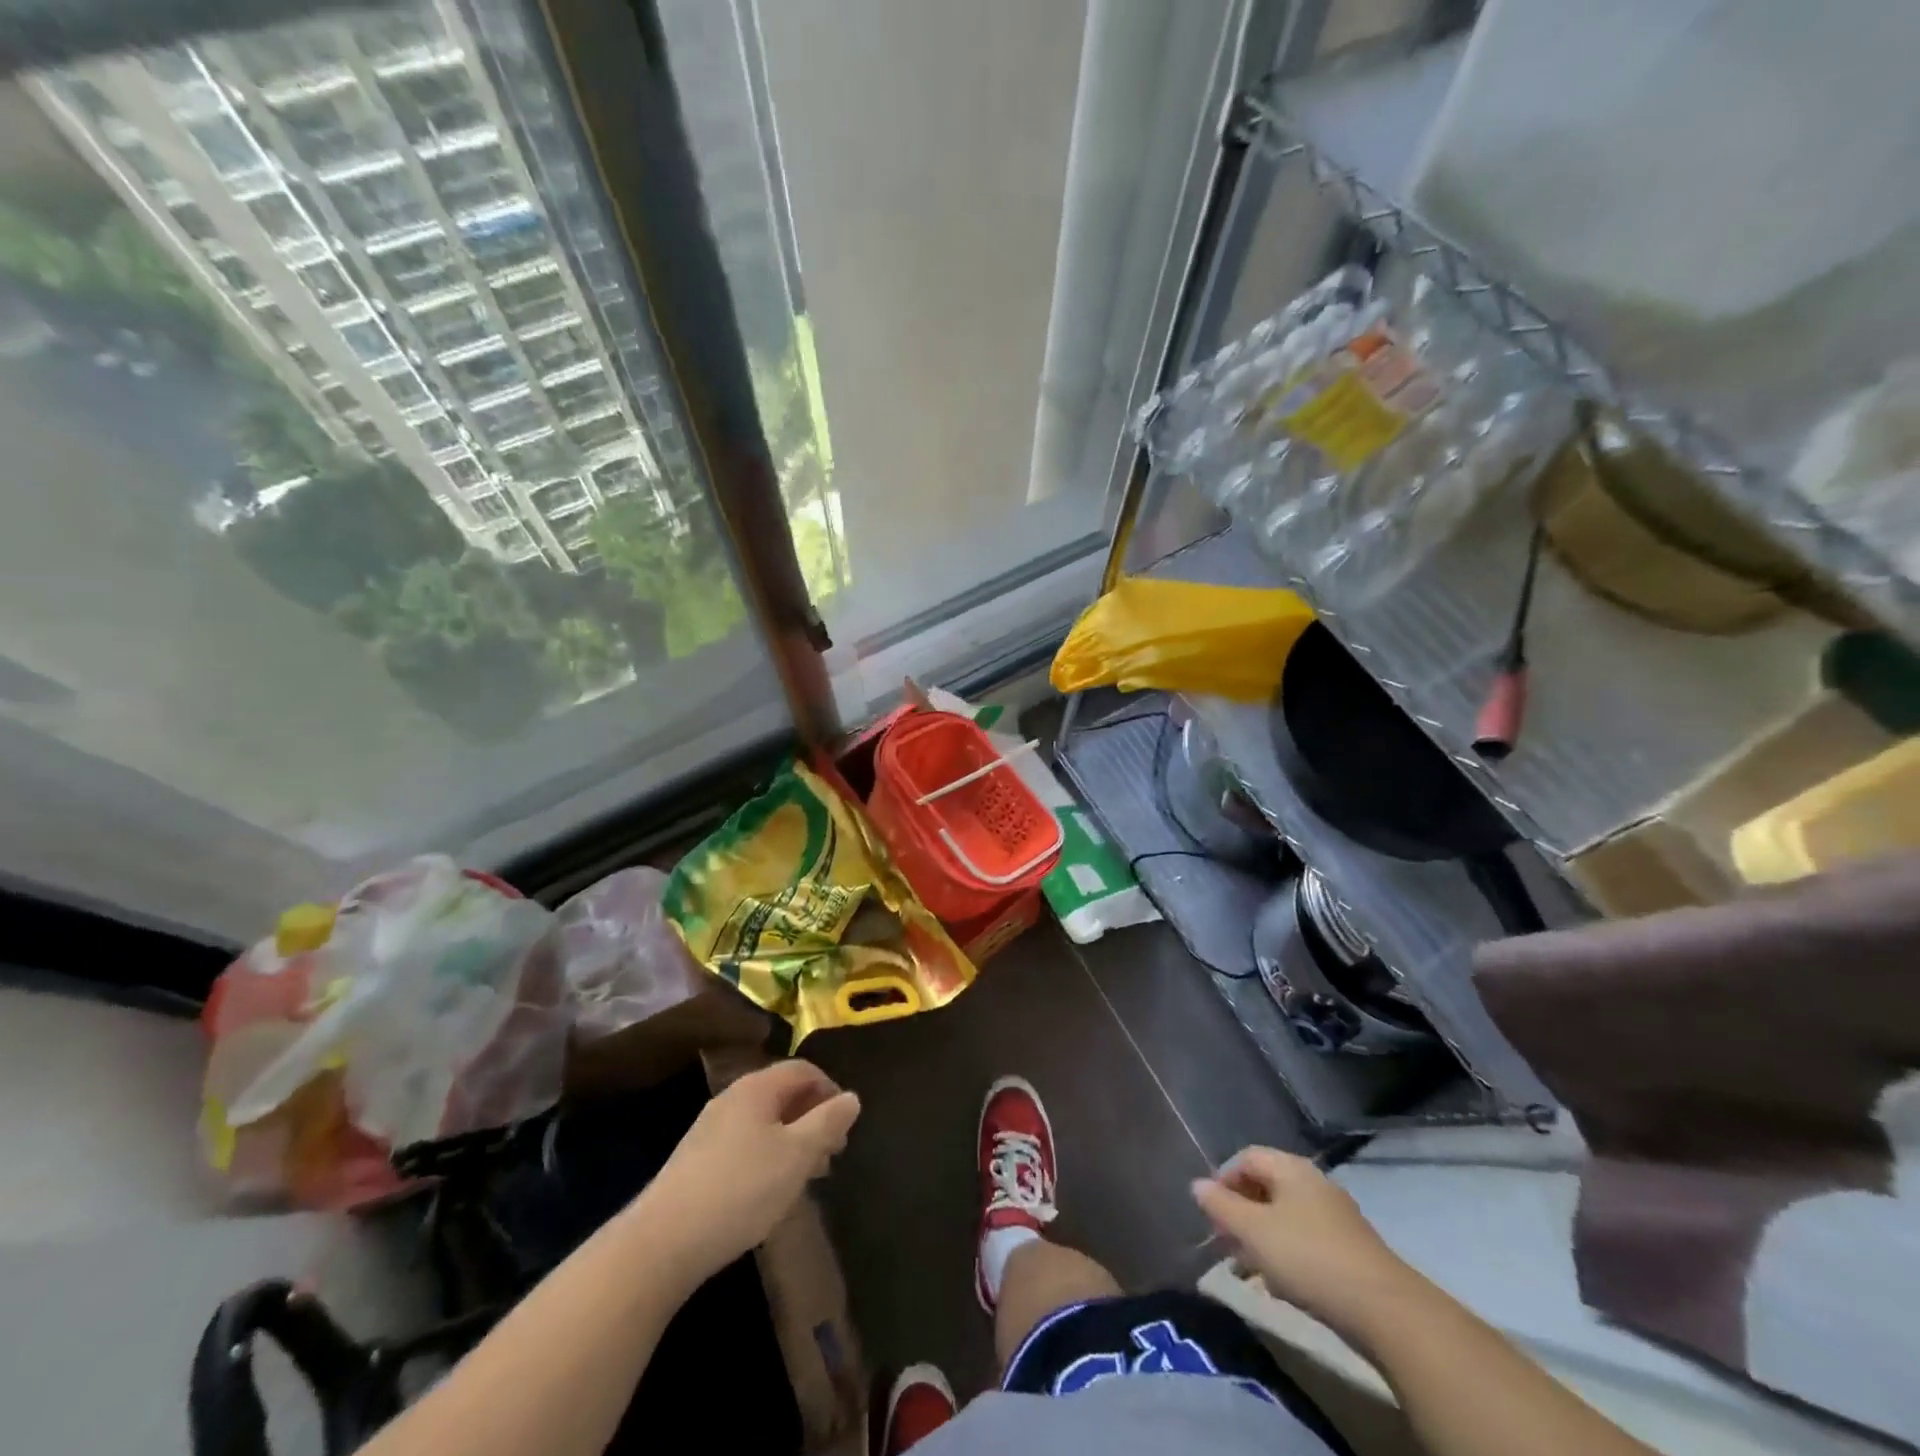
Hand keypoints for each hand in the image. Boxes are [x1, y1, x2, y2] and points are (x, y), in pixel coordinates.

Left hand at [641, 1060, 860, 1281]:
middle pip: (783, 1095)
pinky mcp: (696, 1162)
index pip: (803, 1070)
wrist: (662, 1243)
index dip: (830, 1090)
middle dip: (813, 1119)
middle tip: (831, 1154)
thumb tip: (852, 1097)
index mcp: (756, 1088)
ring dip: (792, 1141)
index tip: (846, 1125)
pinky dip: (768, 1157)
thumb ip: (828, 1122)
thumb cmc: (740, 1189)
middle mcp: (731, 1099)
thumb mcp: (796, 1155)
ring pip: (764, 1123)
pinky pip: (744, 1145)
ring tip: (806, 1177)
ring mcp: (710, 1130)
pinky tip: (770, 1192)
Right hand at [1192, 1147, 1416, 1342]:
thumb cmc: (1308, 1258)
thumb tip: (1197, 1185)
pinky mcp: (1350, 1250)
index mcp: (1291, 1168)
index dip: (1223, 1179)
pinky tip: (1279, 1285)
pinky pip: (1305, 1241)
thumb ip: (1221, 1206)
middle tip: (1224, 1241)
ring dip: (1260, 1237)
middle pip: (1266, 1186)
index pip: (1246, 1158)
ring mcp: (1336, 1217)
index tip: (1211, 1212)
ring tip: (1245, 1268)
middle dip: (1240, 1211)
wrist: (1385, 1311)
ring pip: (1285, 1217)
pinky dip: (1285, 1254)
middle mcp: (1314, 1183)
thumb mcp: (1253, 1231)